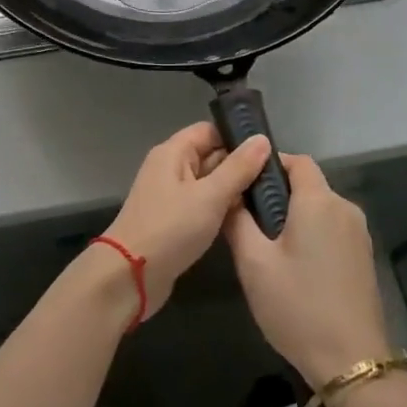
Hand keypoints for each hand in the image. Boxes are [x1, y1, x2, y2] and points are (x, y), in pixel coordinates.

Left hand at [103, 123, 271, 318]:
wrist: (129, 276)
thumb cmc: (170, 228)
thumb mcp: (209, 196)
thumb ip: (237, 168)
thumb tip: (262, 139)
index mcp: (173, 152)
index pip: (209, 130)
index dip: (237, 137)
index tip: (270, 149)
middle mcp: (170, 167)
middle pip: (210, 155)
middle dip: (240, 164)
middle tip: (276, 176)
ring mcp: (170, 195)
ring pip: (208, 182)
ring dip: (233, 189)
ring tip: (270, 196)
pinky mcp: (173, 220)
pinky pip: (202, 204)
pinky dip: (221, 208)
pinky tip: (246, 218)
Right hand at [225, 154, 390, 386]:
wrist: (352, 364)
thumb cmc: (298, 307)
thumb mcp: (254, 264)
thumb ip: (237, 221)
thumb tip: (231, 195)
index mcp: (319, 201)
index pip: (297, 160)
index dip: (269, 164)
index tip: (244, 184)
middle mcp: (345, 209)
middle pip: (308, 185)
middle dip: (278, 195)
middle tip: (248, 222)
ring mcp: (359, 235)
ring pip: (320, 209)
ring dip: (295, 218)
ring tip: (267, 249)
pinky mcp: (364, 258)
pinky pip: (332, 230)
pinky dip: (312, 235)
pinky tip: (294, 268)